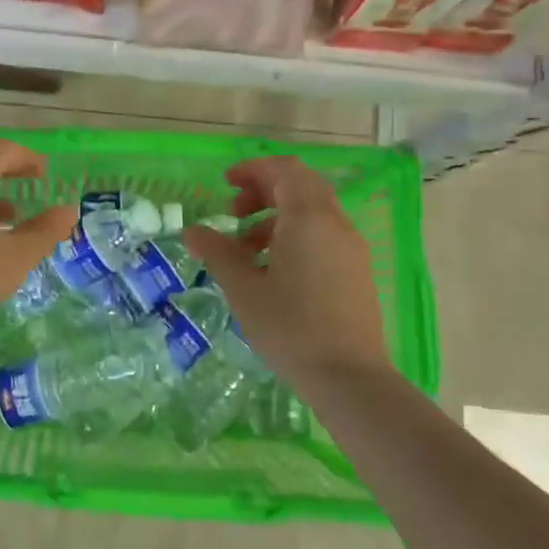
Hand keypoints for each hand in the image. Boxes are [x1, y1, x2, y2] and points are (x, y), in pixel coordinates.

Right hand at [182, 156, 390, 380]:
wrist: (349, 378)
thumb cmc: (290, 327)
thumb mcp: (243, 289)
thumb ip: (217, 252)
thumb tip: (193, 231)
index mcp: (309, 219)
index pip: (284, 171)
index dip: (253, 170)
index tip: (225, 184)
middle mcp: (335, 224)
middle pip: (301, 186)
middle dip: (263, 190)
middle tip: (233, 211)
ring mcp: (351, 248)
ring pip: (312, 212)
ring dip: (276, 216)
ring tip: (245, 248)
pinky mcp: (356, 271)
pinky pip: (323, 235)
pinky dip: (294, 235)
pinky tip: (272, 270)